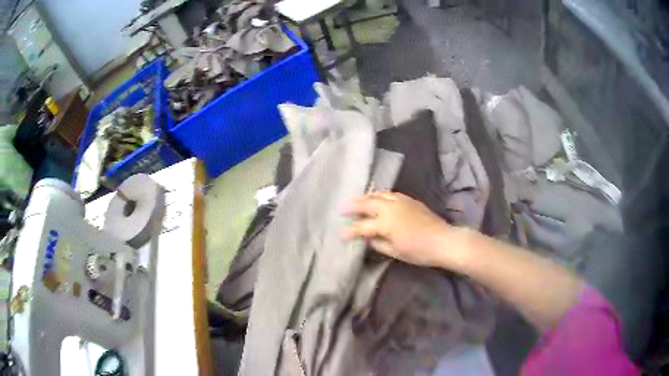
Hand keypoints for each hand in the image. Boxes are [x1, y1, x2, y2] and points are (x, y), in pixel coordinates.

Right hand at [342, 191, 453, 267]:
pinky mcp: (409, 199)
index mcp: (385, 223)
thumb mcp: (396, 252)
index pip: (362, 226)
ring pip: (378, 195)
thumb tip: (367, 238)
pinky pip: (389, 194)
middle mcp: (390, 208)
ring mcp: (400, 201)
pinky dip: (380, 195)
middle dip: (353, 206)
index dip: (350, 231)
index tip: (341, 235)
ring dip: (366, 197)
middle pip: (367, 203)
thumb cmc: (419, 251)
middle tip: (342, 208)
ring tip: (359, 201)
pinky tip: (378, 199)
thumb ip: (378, 243)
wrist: (443, 240)